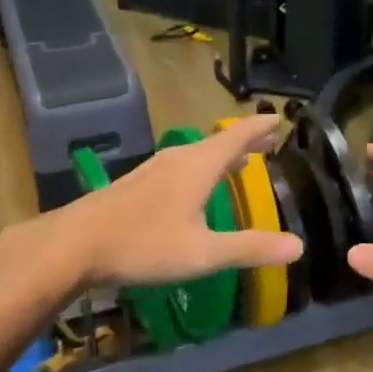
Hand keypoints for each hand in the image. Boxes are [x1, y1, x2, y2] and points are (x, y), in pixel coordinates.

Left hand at [41, 114, 302, 290]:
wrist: (74, 244)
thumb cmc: (144, 245)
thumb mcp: (203, 253)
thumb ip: (250, 248)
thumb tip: (298, 246)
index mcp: (199, 166)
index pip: (238, 135)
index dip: (260, 126)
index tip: (279, 118)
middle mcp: (178, 159)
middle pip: (218, 141)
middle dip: (246, 141)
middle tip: (270, 141)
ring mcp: (154, 169)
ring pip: (198, 153)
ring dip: (222, 154)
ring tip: (240, 161)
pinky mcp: (138, 183)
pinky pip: (182, 165)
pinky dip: (202, 166)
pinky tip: (196, 186)